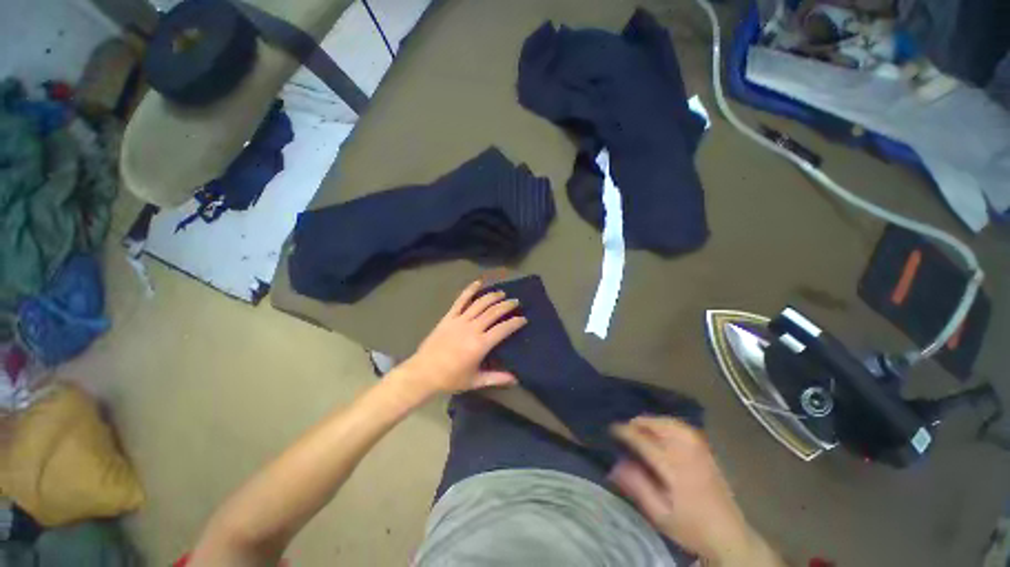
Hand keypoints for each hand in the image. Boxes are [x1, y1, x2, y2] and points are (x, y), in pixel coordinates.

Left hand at [400, 280, 526, 395]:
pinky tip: (477, 283)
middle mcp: (472, 328)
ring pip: (479, 304)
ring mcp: (459, 320)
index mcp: (480, 344)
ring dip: (492, 296)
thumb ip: (496, 378)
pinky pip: (460, 300)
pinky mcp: (449, 317)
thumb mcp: (476, 381)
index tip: (523, 319)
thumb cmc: (451, 378)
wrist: (424, 373)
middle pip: (493, 312)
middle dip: (507, 305)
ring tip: (502, 293)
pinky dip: (469, 290)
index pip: (503, 329)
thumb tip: (516, 379)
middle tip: (516, 302)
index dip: (515, 322)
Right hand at [610, 417, 781, 565]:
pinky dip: (669, 423)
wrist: (731, 537)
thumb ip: (638, 487)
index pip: (645, 442)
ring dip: (655, 421)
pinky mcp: (708, 452)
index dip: (626, 432)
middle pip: (661, 426)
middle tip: (626, 428)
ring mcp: (701, 451)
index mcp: (675, 470)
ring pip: (674, 423)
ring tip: (642, 426)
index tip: (612, 429)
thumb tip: (617, 463)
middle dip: (640, 422)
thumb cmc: (692, 528)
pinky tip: (663, 430)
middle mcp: (688, 454)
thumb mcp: (660, 515)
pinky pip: (685, 428)